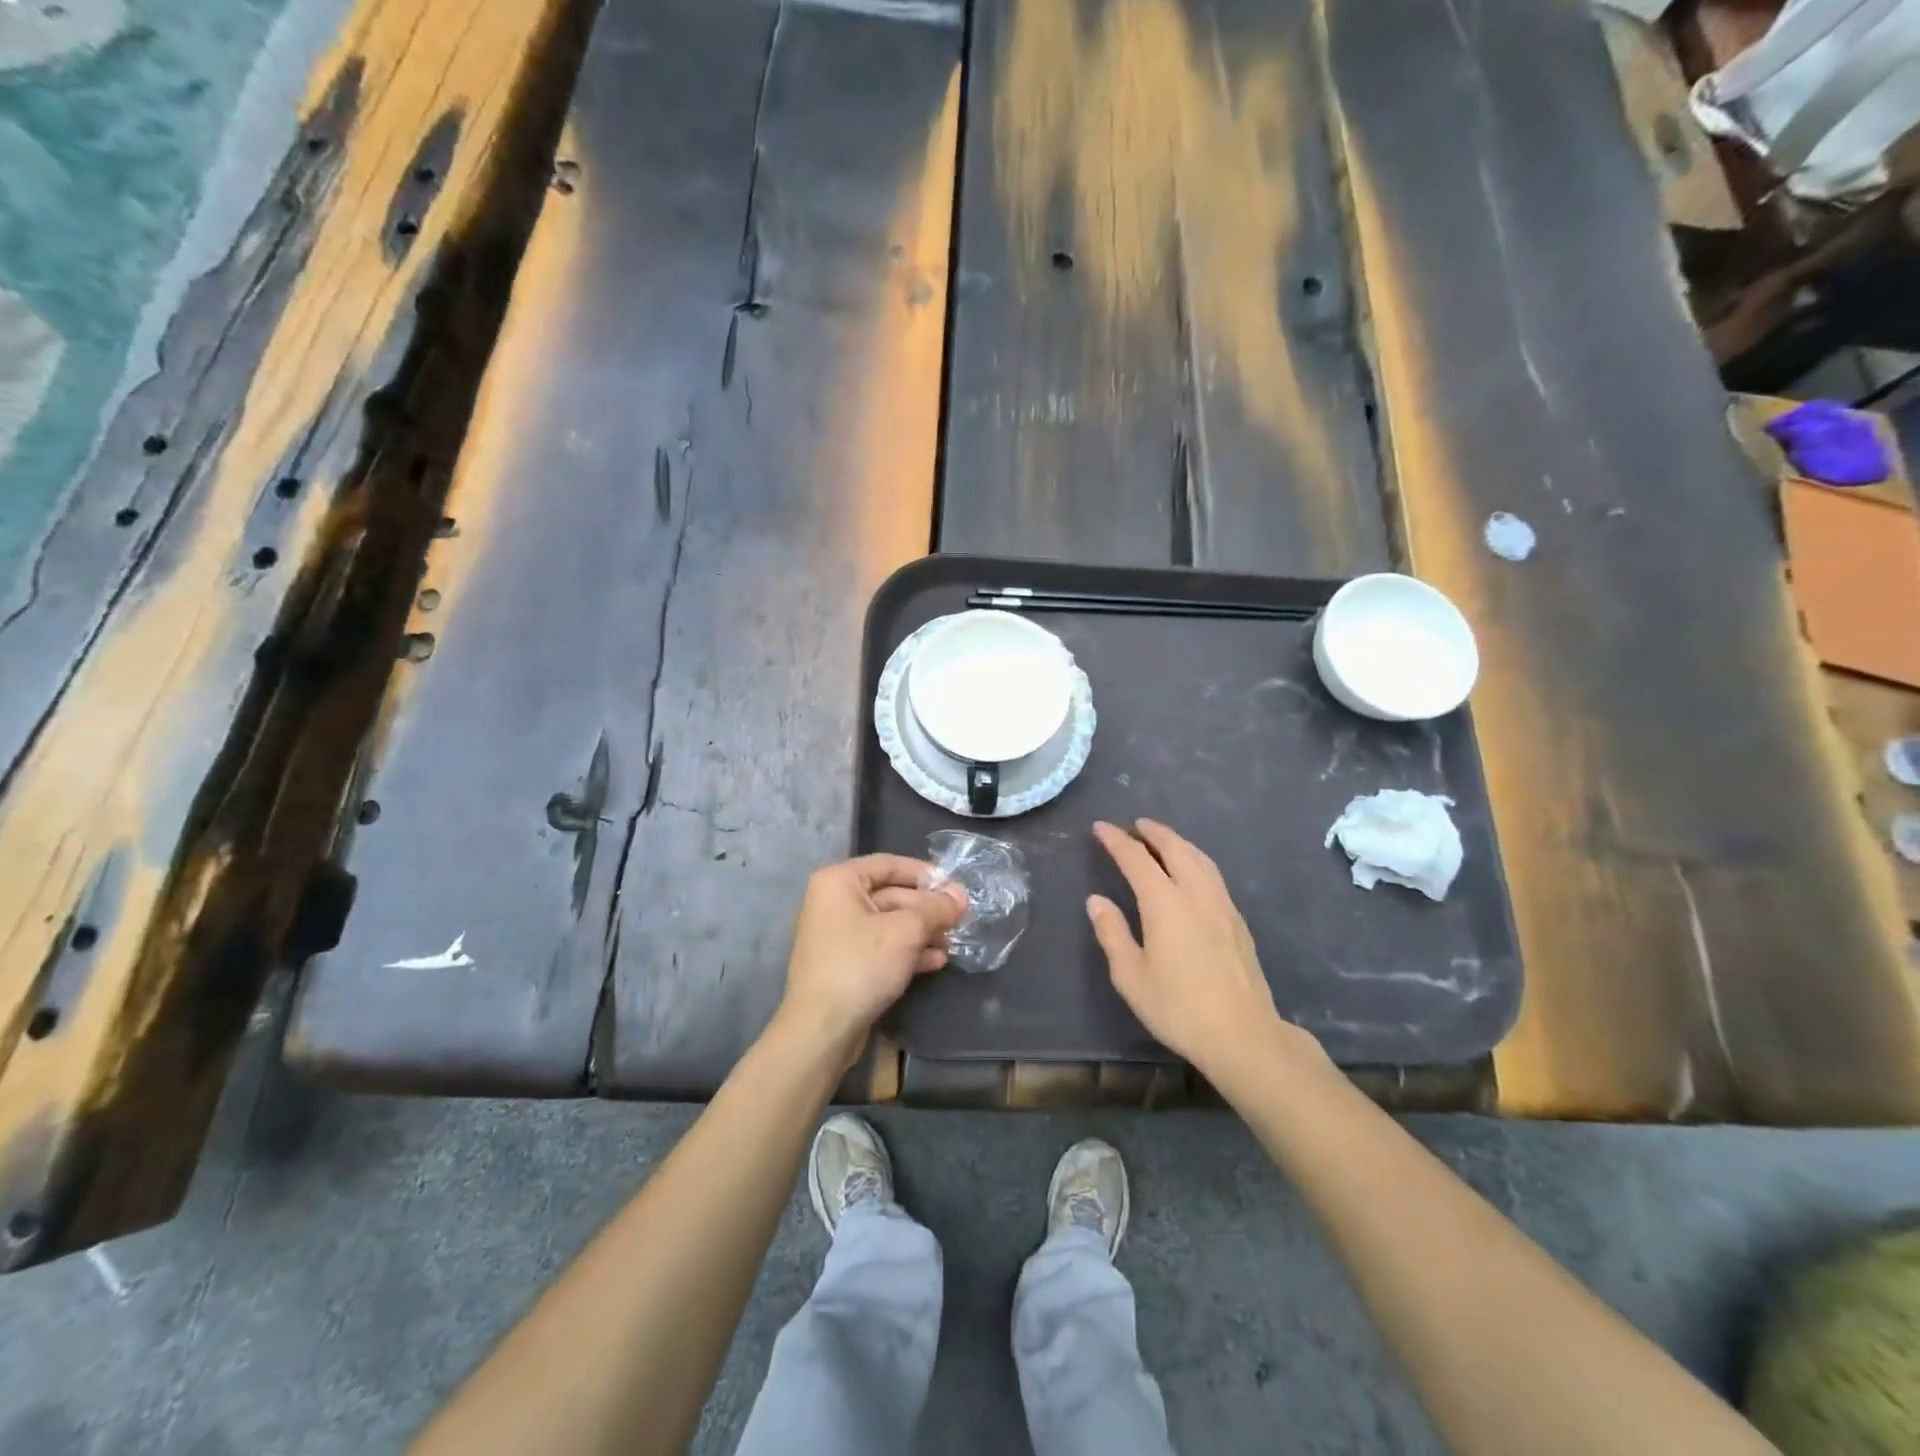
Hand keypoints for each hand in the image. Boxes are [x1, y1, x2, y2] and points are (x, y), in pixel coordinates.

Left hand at [777, 854, 967, 1065]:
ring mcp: (838, 935)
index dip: (925, 873)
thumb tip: (961, 895)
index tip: (954, 886)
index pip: (889, 864)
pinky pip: (881, 947)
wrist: (822, 1029)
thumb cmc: (861, 965)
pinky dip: (907, 951)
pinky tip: (936, 961)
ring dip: (922, 932)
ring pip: (889, 924)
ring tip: (953, 943)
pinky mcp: (845, 964)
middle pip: (891, 895)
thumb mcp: (906, 931)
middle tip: (960, 919)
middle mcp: (834, 902)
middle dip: (927, 909)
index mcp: (839, 882)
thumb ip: (936, 909)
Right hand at [1088, 819, 1325, 1082]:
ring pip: (1200, 858)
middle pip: (1175, 848)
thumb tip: (1097, 900)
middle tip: (1136, 825)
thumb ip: (1112, 933)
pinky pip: (1213, 875)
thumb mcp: (1131, 975)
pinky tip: (1192, 872)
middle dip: (1154, 832)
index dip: (1117, 840)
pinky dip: (1196, 860)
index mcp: (1165, 903)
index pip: (1136, 859)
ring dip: (1178, 843)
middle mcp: (1196, 894)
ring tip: (1163, 840)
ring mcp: (1222, 905)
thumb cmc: (1178, 1007)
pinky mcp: (1238, 921)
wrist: (1243, 1035)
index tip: (1101, 827)